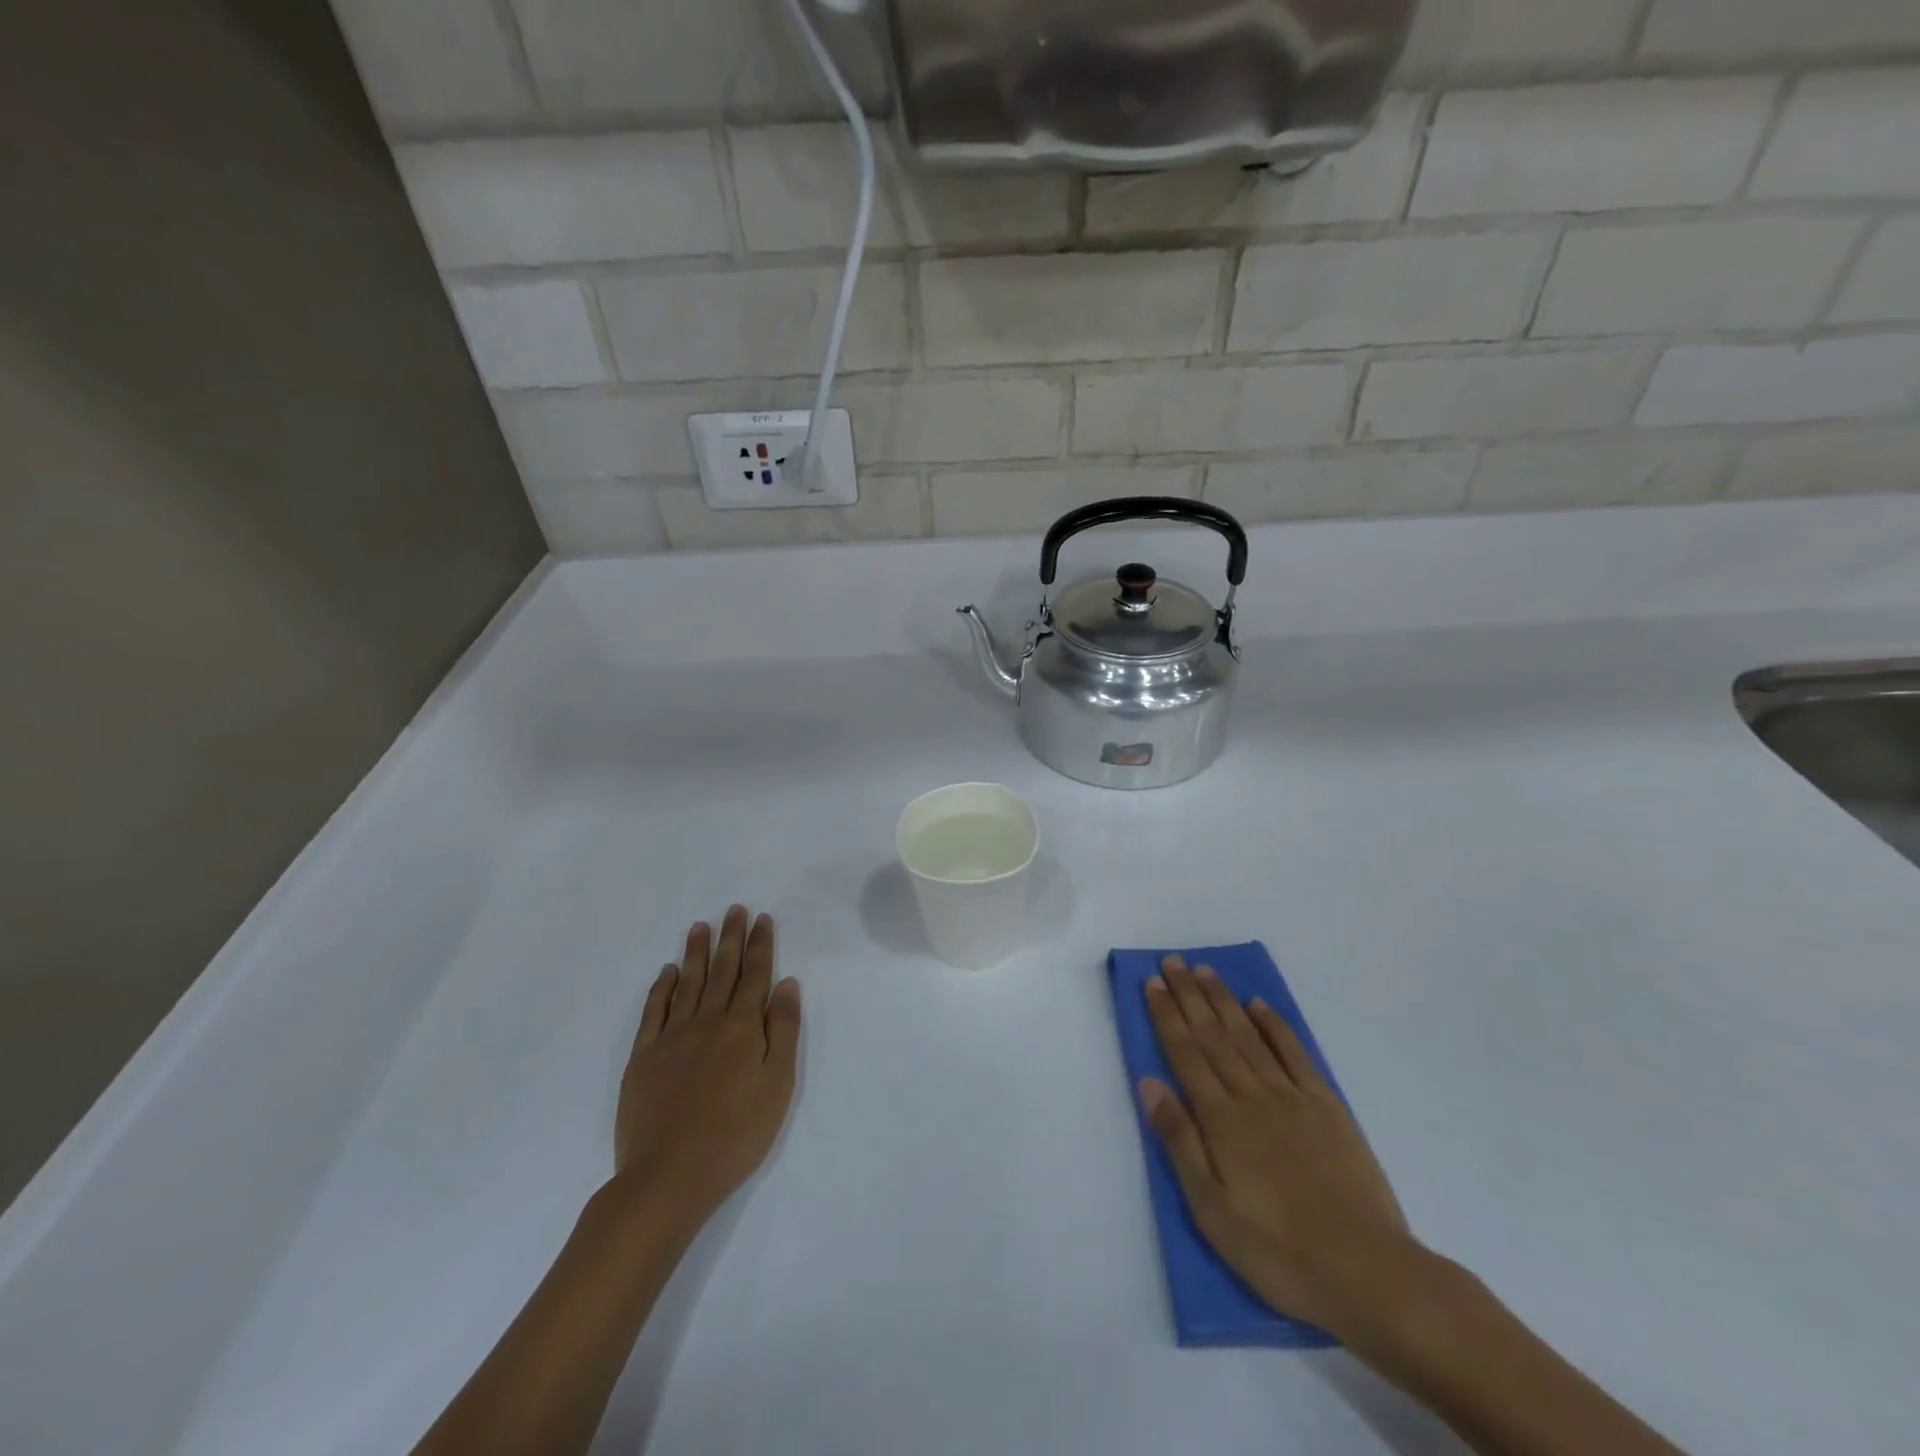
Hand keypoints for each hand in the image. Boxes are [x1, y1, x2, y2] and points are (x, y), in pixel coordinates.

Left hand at [613, 906, 800, 1226]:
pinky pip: (654, 1011)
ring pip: (687, 983)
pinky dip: (661, 988)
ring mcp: (671, 1038)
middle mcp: (707, 1022)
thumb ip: (783, 1029)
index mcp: (742, 1027)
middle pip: (722, 971)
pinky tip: (667, 972)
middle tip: (734, 909)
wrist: (669, 1176)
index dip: (760, 945)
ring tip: (700, 926)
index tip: (762, 918)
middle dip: (731, 938)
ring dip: (696, 953)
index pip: (755, 975)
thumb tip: (786, 983)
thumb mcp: (778, 1084)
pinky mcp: (643, 1058)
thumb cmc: (736, 1134)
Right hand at [1140, 955, 1421, 1340]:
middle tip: (1172, 961)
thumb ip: (1180, 1141)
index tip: (1152, 982)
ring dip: (1224, 1000)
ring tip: (1204, 970)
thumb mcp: (1212, 1210)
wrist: (1368, 1273)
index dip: (1166, 1015)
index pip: (1185, 1053)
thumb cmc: (1278, 1251)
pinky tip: (1259, 1005)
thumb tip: (1149, 1083)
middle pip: (1213, 1035)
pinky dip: (1274, 1025)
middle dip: (1189, 995)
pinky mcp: (1327, 1107)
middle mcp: (1252, 1095)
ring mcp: (1292, 1097)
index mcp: (1221, 1120)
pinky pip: (1294, 1053)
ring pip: (1248, 1035)